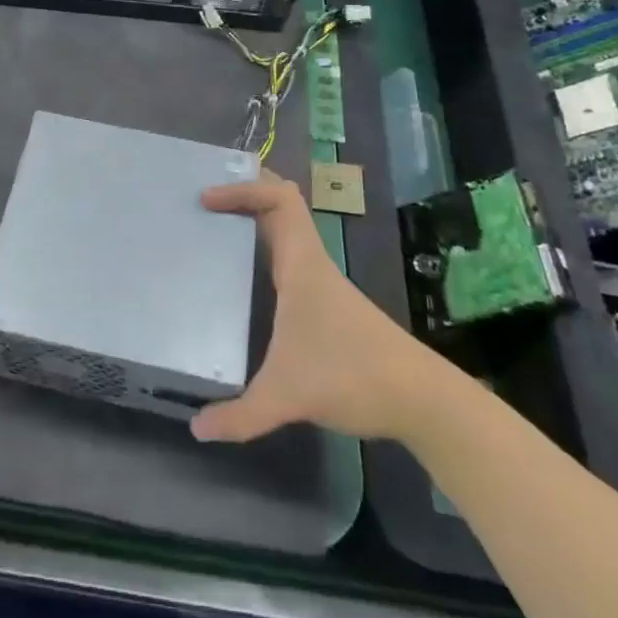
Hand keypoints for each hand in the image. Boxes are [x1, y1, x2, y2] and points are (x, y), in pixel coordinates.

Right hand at [192, 173, 425, 443]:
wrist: (420, 399)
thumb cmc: (352, 376)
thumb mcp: (289, 396)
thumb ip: (241, 415)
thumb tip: (197, 428)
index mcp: (302, 263)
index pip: (279, 198)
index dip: (243, 188)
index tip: (206, 198)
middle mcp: (311, 262)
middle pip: (281, 203)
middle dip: (245, 192)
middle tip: (204, 200)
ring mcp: (321, 282)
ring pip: (286, 230)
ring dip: (254, 219)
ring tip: (212, 228)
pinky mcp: (326, 303)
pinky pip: (288, 257)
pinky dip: (264, 248)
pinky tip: (243, 275)